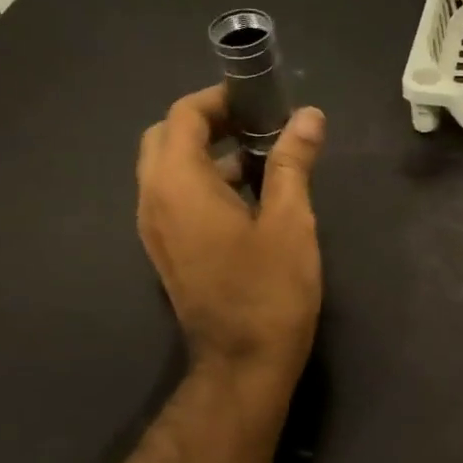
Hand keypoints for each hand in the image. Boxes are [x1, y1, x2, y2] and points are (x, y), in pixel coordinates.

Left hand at [136, 86, 325, 383]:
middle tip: (255, 125)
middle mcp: (153, 199)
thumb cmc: (269, 290)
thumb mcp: (289, 221)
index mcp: (178, 183)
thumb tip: (309, 116)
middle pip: (167, 138)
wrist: (242, 363)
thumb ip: (292, 162)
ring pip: (167, 170)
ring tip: (259, 159)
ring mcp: (155, 229)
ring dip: (205, 154)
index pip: (184, 116)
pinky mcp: (166, 252)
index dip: (219, 99)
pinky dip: (201, 183)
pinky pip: (173, 199)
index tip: (259, 100)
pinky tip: (245, 198)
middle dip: (207, 122)